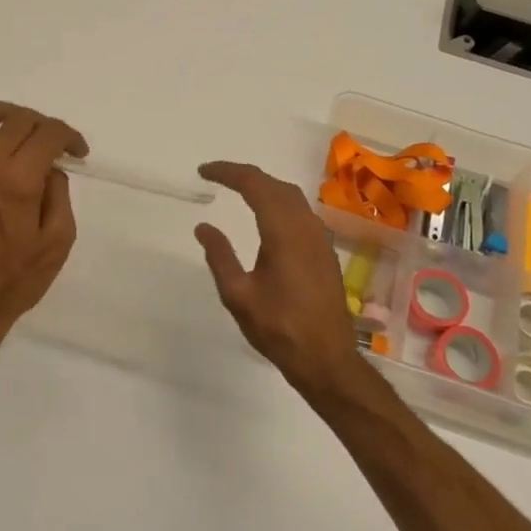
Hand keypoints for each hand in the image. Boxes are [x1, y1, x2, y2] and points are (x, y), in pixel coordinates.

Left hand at [0, 89, 87, 342]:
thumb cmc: (13, 283)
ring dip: (5, 111)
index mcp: (18, 184)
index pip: (48, 136)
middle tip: (53, 143)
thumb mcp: (56, 244)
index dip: (69, 137)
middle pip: (17, 122)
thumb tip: (50, 167)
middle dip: (43, 125)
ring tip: (19, 121)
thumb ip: (59, 197)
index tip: (78, 152)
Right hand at [195, 161, 369, 397]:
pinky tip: (267, 217)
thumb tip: (204, 227)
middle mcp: (306, 227)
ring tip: (238, 190)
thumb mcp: (238, 295)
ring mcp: (319, 239)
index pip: (255, 185)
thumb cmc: (279, 328)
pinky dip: (279, 203)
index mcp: (283, 232)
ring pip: (292, 197)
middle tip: (217, 176)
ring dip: (265, 187)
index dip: (228, 172)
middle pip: (276, 185)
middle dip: (246, 175)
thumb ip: (220, 256)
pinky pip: (301, 213)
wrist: (326, 358)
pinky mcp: (324, 252)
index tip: (204, 172)